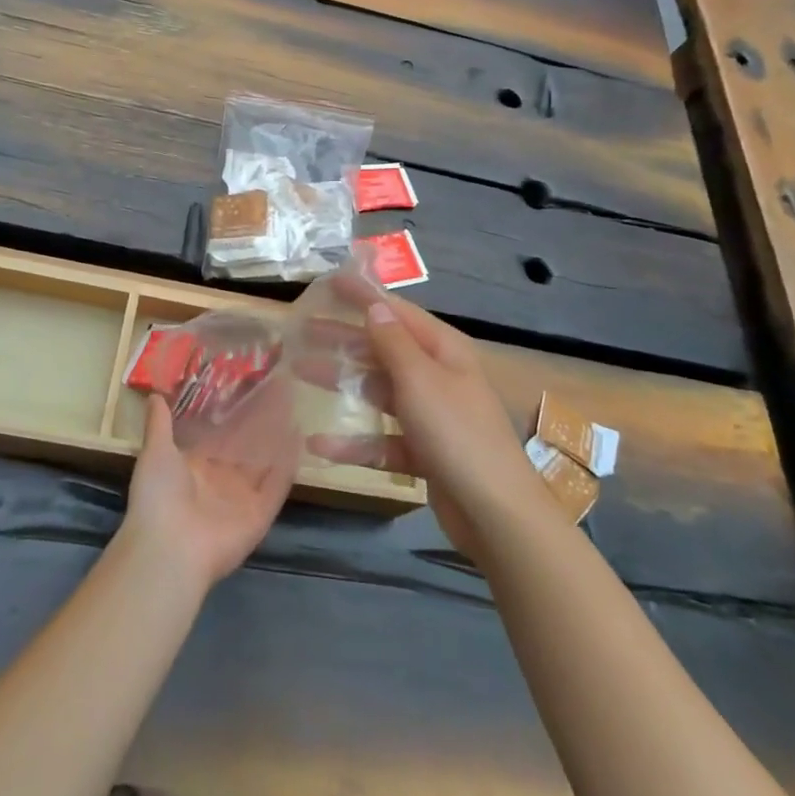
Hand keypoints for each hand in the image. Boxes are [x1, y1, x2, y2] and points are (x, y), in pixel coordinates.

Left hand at [121, 390, 295, 594]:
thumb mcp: (155, 452)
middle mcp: (220, 480)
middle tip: (278, 386)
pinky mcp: (260, 514)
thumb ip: (159, 424)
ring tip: (293, 402)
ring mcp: (241, 498)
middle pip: (245, 445)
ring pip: (264, 460)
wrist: (170, 548)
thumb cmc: (158, 496)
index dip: (232, 412)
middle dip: (260, 419)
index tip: (247, 384)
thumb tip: (154, 394)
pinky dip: (288, 463)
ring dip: (277, 435)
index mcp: (193, 467)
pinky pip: (277, 485)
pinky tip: (299, 435)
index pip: (218, 435)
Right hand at [307, 286, 542, 561]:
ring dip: (341, 383)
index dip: (363, 295)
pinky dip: (354, 441)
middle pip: (382, 350)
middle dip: (342, 340)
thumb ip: (392, 342)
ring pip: (378, 391)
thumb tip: (375, 306)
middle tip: (301, 332)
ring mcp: (431, 415)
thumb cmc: (457, 434)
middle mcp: (437, 376)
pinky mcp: (423, 451)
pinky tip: (319, 444)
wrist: (495, 514)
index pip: (396, 312)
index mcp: (443, 350)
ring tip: (299, 373)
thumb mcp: (420, 379)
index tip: (328, 281)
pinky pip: (382, 439)